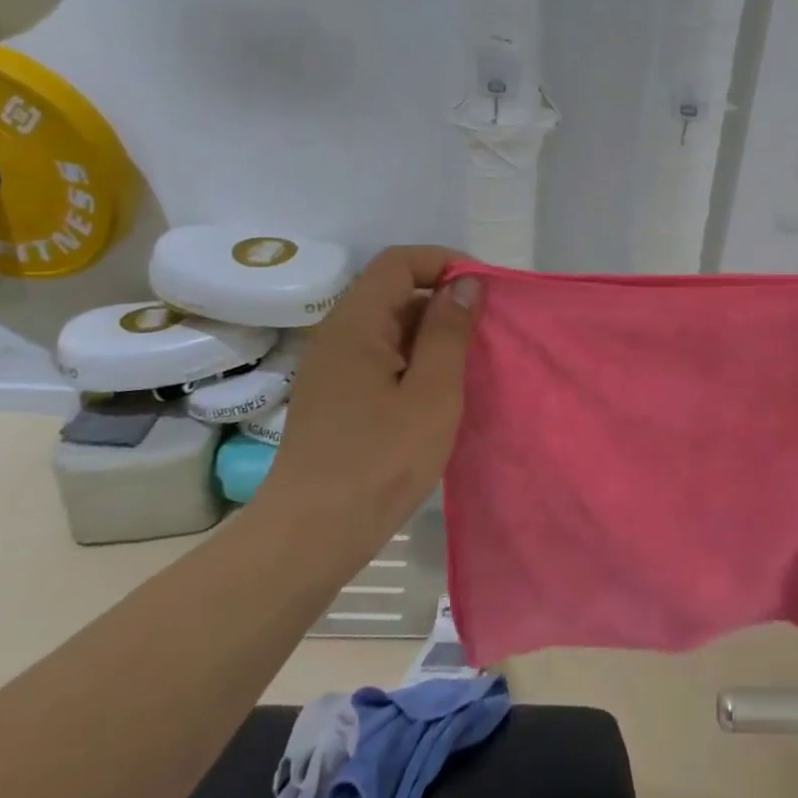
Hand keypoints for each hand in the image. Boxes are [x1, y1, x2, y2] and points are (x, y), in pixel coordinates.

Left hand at [261, 246, 481, 523]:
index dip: (444, 262)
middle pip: (394, 291)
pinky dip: (415, 361)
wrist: (311, 535)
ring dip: (432, 334)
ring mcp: (333, 368)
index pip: (399, 262)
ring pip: (389, 327)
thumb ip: (449, 331)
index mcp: (356, 324)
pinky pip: (381, 357)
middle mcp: (338, 336)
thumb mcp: (432, 393)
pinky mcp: (336, 397)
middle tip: (485, 332)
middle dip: (443, 300)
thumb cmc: (379, 461)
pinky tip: (439, 393)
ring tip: (470, 364)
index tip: (484, 290)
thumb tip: (465, 282)